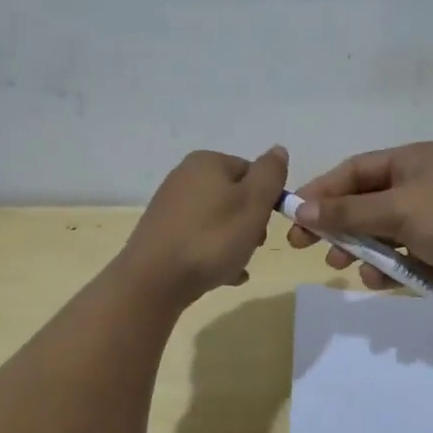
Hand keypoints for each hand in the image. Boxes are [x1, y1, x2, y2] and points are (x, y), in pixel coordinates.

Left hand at [121, 146, 288, 306]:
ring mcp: (170, 207)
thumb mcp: (254, 202)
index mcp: (207, 162)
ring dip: (235, 241)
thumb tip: (278, 150)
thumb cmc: (212, 238)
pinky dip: (214, 254)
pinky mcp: (162, 234)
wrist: (154, 281)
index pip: (251, 172)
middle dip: (250, 222)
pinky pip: (199, 239)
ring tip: (238, 264)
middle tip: (253, 245)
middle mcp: (185, 177)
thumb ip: (270, 174)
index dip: (266, 198)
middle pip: (234, 196)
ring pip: (218, 220)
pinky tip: (224, 275)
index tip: (267, 223)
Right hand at [286, 142, 432, 303]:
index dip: (323, 190)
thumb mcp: (398, 209)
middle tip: (304, 244)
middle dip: (336, 222)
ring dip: (357, 246)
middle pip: (364, 201)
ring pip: (379, 230)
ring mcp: (430, 218)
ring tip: (340, 263)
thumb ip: (348, 210)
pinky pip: (398, 254)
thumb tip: (303, 208)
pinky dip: (384, 266)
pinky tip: (376, 279)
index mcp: (413, 161)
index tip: (295, 213)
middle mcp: (420, 184)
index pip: (356, 170)